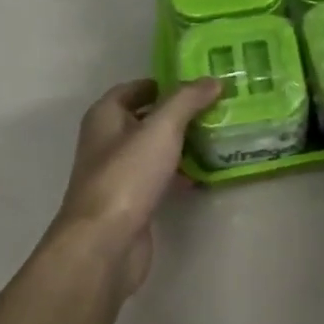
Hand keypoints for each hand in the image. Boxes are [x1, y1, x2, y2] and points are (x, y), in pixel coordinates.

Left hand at [49, 76, 220, 296]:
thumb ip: (186, 101)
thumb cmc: (127, 176)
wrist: (105, 243)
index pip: (135, 88)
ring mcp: (119, 174)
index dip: (164, 83)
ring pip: (154, 150)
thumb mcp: (161, 129)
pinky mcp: (131, 202)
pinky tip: (205, 174)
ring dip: (182, 144)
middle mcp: (107, 141)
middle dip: (179, 113)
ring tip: (218, 136)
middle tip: (217, 107)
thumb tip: (212, 80)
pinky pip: (159, 178)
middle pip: (146, 119)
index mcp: (105, 117)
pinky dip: (179, 173)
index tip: (199, 83)